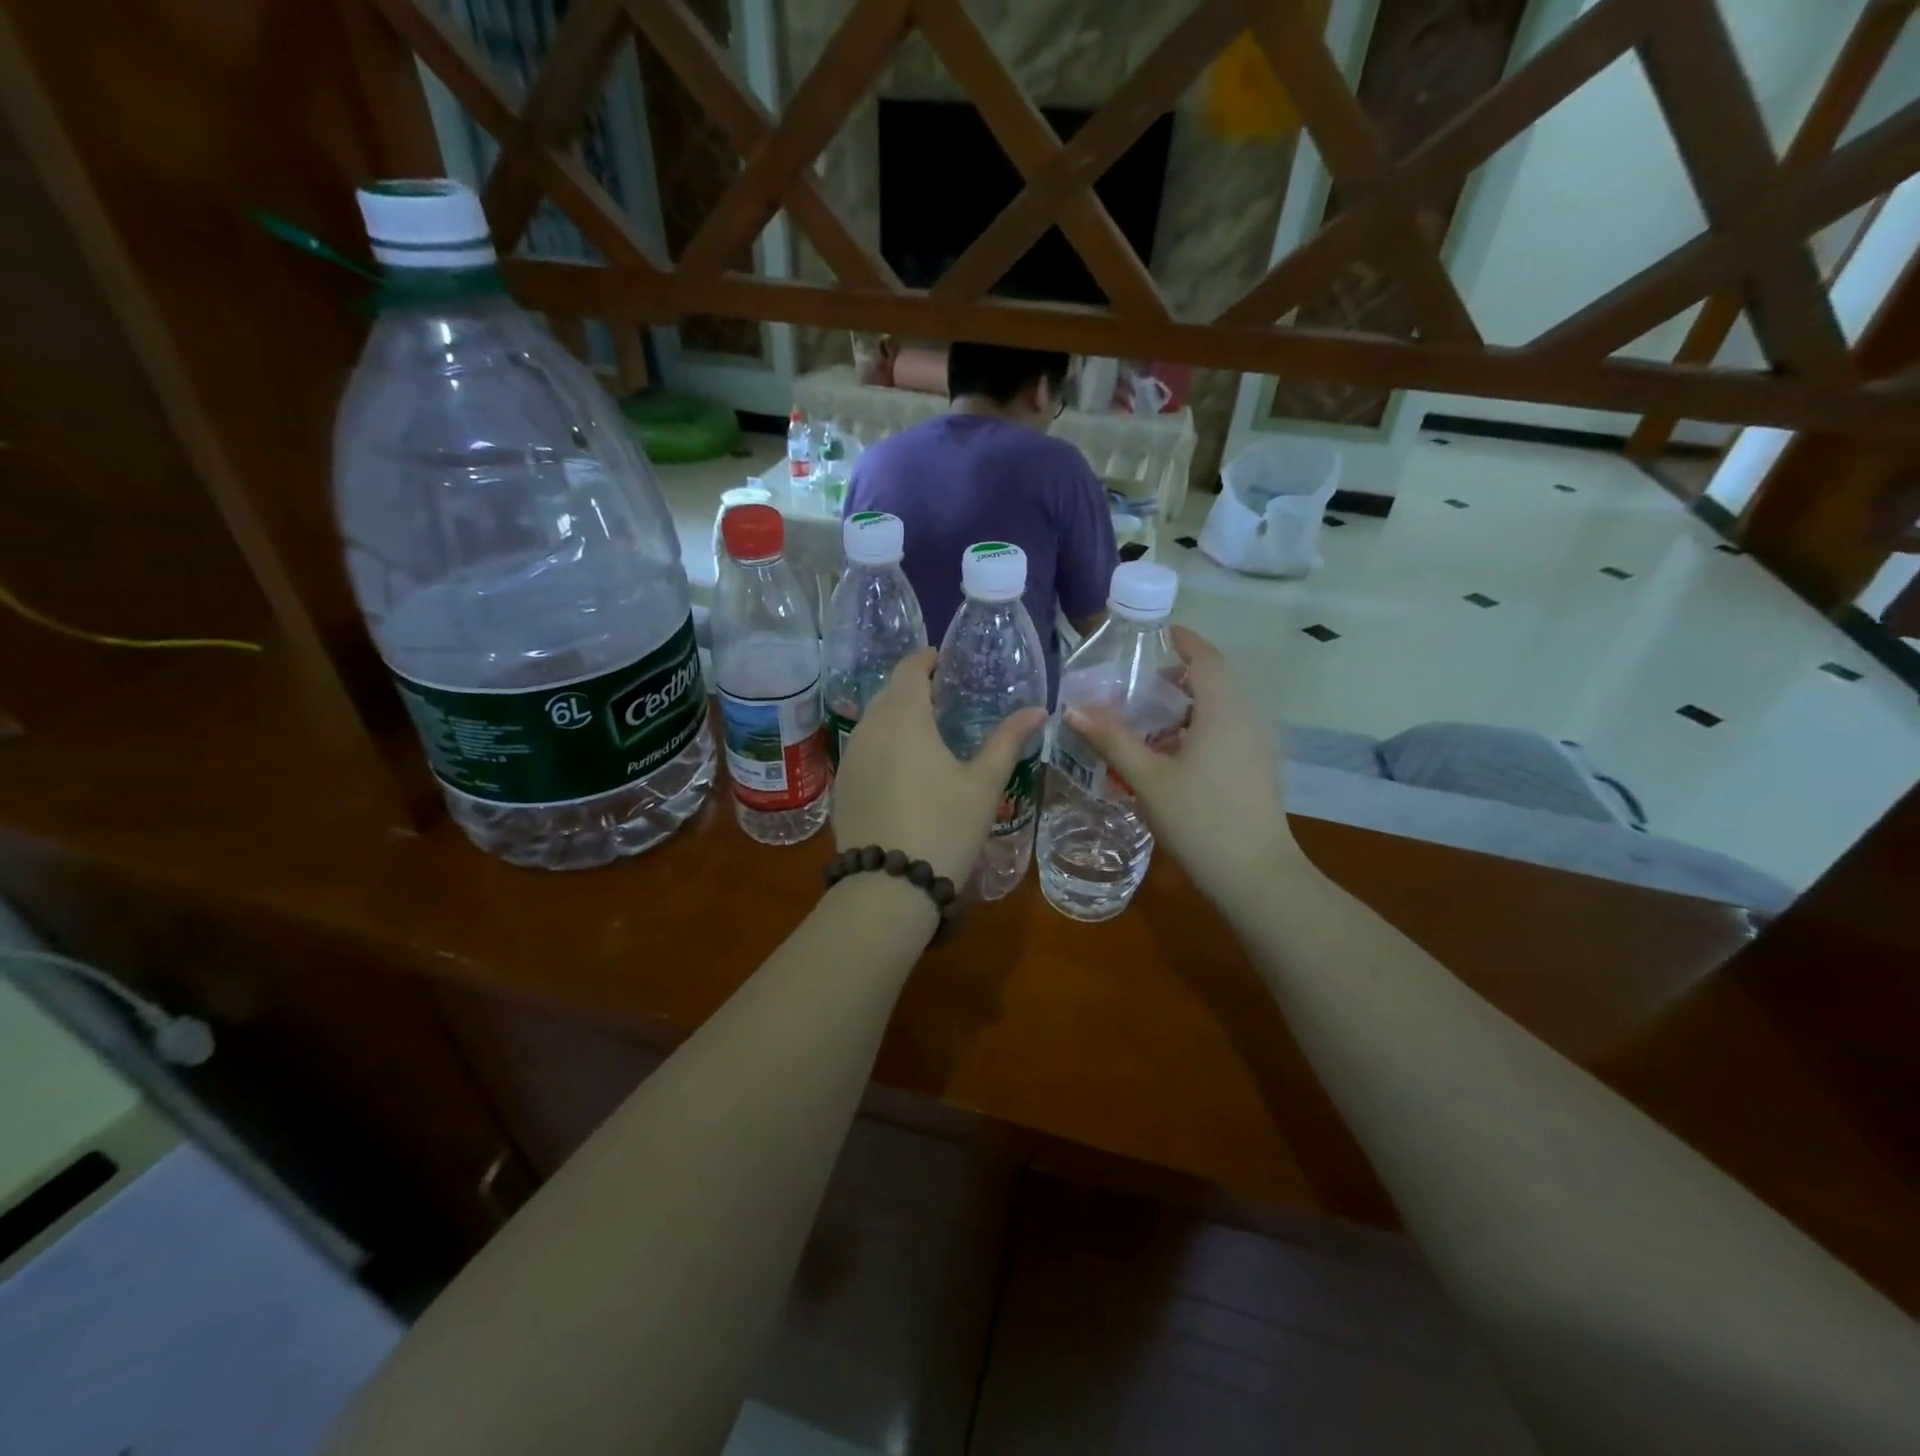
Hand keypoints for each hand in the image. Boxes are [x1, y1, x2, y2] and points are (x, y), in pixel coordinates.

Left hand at [832, 648, 1047, 886]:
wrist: (889, 885)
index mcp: (904, 717)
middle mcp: (870, 729)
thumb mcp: (984, 783)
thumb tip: (1038, 710)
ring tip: (924, 732)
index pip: (908, 669)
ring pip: (872, 722)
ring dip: (895, 717)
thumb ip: (1008, 741)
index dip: (925, 660)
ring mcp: (850, 759)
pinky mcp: (841, 787)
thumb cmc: (945, 825)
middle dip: (912, 688)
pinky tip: (900, 769)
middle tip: (941, 698)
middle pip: (888, 693)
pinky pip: (862, 751)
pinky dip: (881, 746)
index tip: (943, 661)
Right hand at [1064, 627, 1302, 911]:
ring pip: (1219, 710)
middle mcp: (1246, 720)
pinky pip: (1225, 733)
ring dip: (1185, 707)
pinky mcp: (1256, 771)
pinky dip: (1196, 730)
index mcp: (1223, 711)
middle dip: (1176, 677)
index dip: (1184, 641)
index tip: (1156, 634)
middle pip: (1213, 682)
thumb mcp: (1148, 778)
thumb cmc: (1201, 820)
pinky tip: (1169, 757)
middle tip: (1136, 687)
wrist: (1256, 877)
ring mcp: (1256, 747)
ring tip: (1145, 724)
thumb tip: (1073, 708)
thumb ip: (1112, 739)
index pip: (1206, 658)